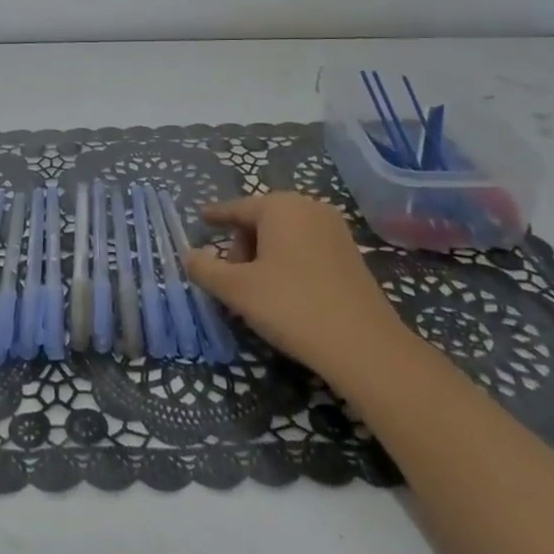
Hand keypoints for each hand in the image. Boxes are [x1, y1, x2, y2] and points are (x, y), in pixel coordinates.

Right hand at [184, 192, 412, 385]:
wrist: (364, 346)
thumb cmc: (292, 306)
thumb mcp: (237, 290)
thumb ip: (205, 269)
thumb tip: (189, 255)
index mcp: (279, 206)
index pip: (236, 208)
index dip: (216, 216)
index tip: (201, 218)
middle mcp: (308, 207)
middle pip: (261, 220)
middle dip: (242, 244)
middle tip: (233, 278)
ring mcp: (334, 229)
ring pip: (285, 234)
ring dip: (265, 254)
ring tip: (258, 289)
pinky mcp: (351, 253)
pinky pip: (306, 246)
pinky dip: (289, 261)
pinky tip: (286, 292)